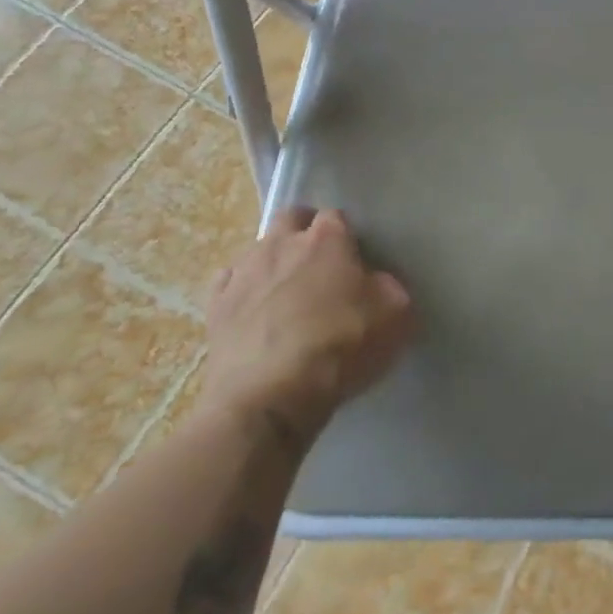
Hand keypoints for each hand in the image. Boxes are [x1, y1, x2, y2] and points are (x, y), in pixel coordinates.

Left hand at [200, 207, 414, 452]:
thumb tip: (375, 281)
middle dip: (305, 230)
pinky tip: (255, 311)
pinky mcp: (215, 305)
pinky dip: (244, 289)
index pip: (337, 216)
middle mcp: (281, 243)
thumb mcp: (397, 314)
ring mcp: (243, 272)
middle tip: (320, 262)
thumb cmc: (341, 346)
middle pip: (292, 217)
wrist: (269, 396)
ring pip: (259, 248)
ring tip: (287, 292)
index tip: (355, 259)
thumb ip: (389, 286)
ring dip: (274, 261)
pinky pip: (230, 282)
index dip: (347, 234)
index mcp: (327, 239)